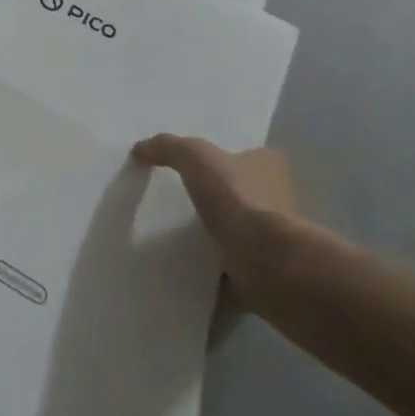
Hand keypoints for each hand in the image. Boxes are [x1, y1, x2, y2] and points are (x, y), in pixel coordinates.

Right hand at [134, 135, 298, 302]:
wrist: (267, 263)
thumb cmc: (237, 198)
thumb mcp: (194, 156)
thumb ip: (166, 147)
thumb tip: (139, 150)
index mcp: (269, 166)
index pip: (242, 153)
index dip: (216, 156)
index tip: (185, 163)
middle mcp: (275, 197)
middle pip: (234, 190)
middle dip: (208, 195)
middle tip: (168, 195)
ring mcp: (270, 236)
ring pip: (230, 226)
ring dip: (207, 231)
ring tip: (165, 229)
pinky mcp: (261, 268)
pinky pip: (226, 261)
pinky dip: (207, 263)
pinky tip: (178, 260)